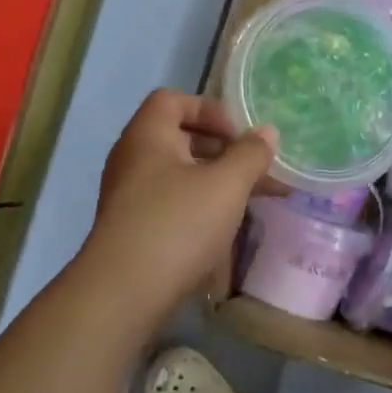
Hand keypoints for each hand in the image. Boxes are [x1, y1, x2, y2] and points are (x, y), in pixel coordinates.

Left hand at [79, 90, 278, 321]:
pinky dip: (202, 206)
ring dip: (218, 181)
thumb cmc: (178, 224)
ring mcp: (131, 195)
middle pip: (180, 137)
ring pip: (181, 174)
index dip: (211, 110)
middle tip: (256, 169)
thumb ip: (251, 154)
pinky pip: (173, 202)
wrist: (125, 292)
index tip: (240, 137)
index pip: (174, 100)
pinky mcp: (135, 228)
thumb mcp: (227, 185)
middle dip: (223, 150)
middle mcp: (134, 159)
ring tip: (253, 200)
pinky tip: (227, 227)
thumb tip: (266, 132)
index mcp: (148, 136)